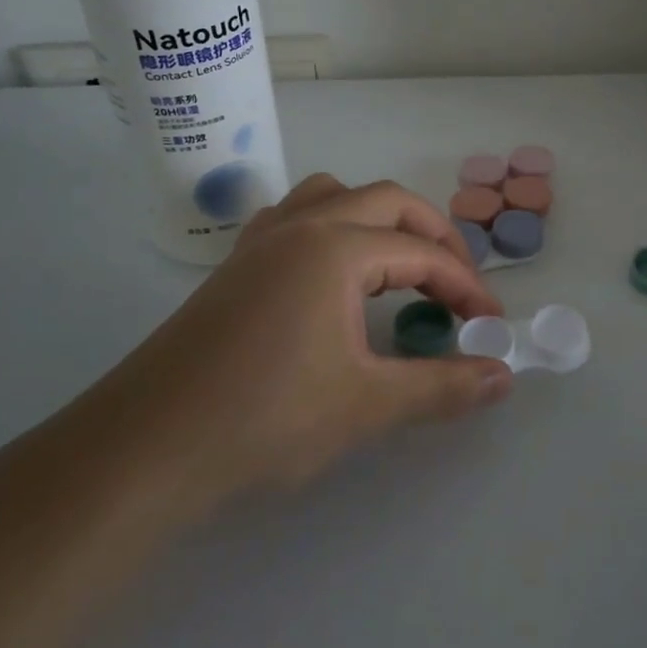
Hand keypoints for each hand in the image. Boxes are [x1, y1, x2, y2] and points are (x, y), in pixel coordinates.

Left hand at [78, 175, 512, 513]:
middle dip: (434, 236)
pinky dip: (331, 227)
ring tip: (397, 266)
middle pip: (388, 202)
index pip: (424, 255)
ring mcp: (261, 241)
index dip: (467, 288)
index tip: (491, 326)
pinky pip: (296, 217)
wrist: (142, 452)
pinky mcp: (235, 265)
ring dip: (379, 220)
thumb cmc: (262, 421)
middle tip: (458, 285)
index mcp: (336, 247)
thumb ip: (443, 386)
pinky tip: (330, 274)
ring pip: (335, 196)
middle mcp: (302, 226)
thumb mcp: (366, 405)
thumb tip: (504, 378)